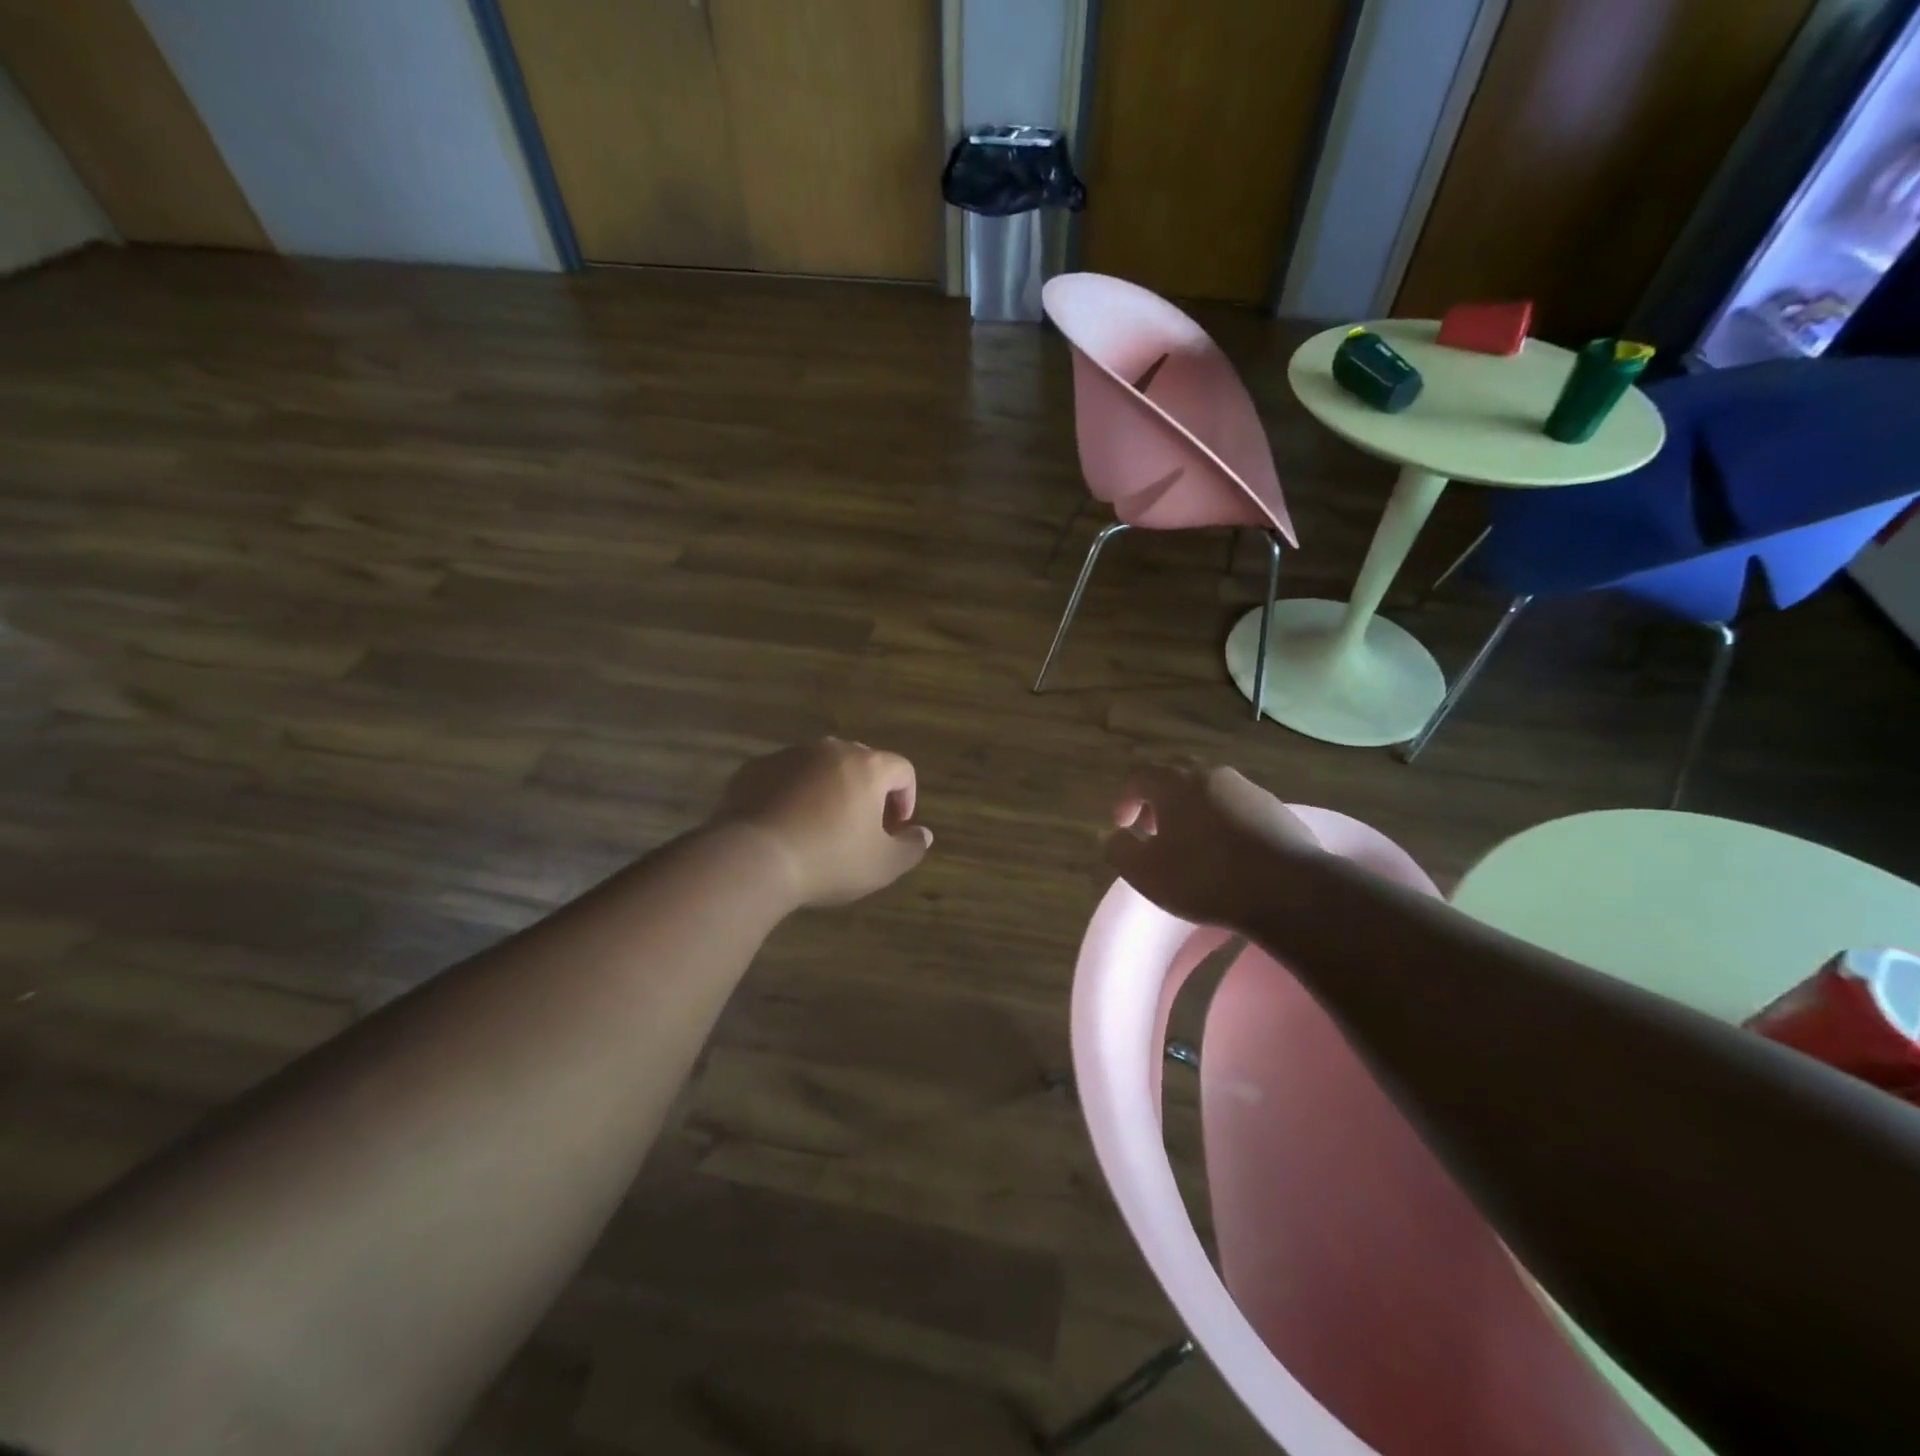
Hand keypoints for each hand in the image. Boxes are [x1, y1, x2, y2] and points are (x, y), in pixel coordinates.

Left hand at [710, 739, 932, 907]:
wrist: (751, 859)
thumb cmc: (828, 861)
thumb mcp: (882, 865)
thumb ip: (911, 847)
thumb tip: (923, 834)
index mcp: (867, 766)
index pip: (902, 769)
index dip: (906, 798)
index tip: (895, 827)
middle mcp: (831, 750)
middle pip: (861, 762)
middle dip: (867, 791)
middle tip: (860, 826)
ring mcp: (789, 756)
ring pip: (820, 767)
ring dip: (828, 789)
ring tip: (819, 826)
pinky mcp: (755, 768)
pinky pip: (785, 776)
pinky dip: (792, 793)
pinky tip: (785, 825)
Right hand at [1106, 763, 1321, 929]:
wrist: (1289, 890)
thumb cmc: (1205, 878)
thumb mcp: (1146, 873)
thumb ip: (1120, 850)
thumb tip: (1115, 836)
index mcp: (1176, 783)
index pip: (1139, 777)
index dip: (1125, 800)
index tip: (1123, 828)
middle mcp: (1211, 775)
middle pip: (1176, 778)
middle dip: (1159, 802)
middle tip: (1154, 832)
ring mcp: (1248, 789)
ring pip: (1209, 792)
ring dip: (1192, 813)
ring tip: (1191, 847)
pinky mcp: (1277, 810)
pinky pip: (1238, 809)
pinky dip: (1223, 823)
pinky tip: (1228, 855)